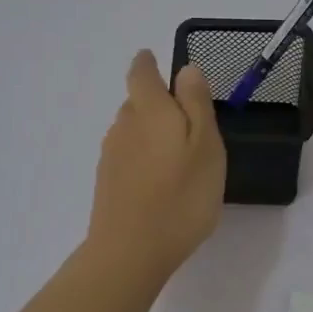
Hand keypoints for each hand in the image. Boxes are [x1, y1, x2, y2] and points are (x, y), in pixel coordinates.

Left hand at [85, 51, 226, 280]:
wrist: (130, 252)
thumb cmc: (180, 196)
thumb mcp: (205, 145)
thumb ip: (196, 103)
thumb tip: (186, 69)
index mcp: (149, 110)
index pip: (141, 72)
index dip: (148, 63)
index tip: (156, 60)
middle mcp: (123, 125)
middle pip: (136, 102)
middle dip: (156, 102)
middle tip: (186, 120)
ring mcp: (111, 155)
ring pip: (131, 130)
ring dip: (150, 132)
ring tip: (177, 154)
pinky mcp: (106, 182)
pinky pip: (127, 156)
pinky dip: (143, 157)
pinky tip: (159, 180)